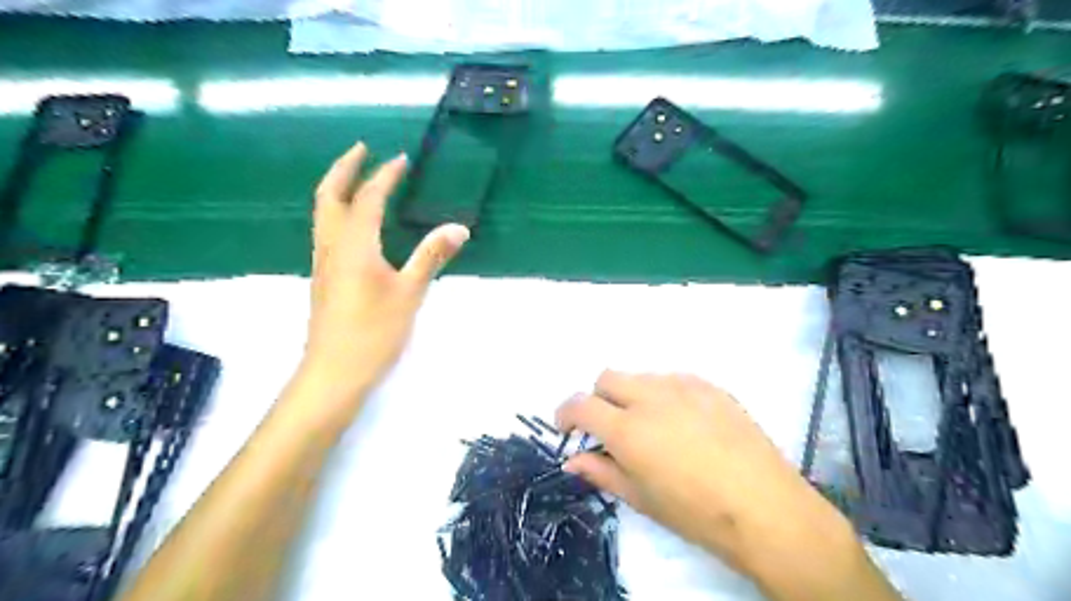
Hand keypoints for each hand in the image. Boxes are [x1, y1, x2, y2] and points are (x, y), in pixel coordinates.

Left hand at [301, 140, 469, 417]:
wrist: (334, 373)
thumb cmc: (374, 332)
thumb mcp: (410, 292)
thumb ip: (431, 256)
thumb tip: (459, 228)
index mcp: (354, 244)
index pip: (368, 198)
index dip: (385, 176)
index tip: (401, 159)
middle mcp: (332, 246)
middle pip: (329, 195)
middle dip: (344, 168)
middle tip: (362, 149)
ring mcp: (323, 262)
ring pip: (323, 213)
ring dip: (337, 187)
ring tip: (358, 178)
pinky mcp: (324, 278)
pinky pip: (327, 230)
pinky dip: (338, 211)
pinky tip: (355, 223)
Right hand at [557, 370, 897, 599]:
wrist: (765, 507)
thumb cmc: (696, 512)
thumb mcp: (641, 498)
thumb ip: (601, 472)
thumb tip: (573, 459)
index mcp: (628, 428)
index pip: (580, 404)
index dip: (566, 413)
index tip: (567, 428)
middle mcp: (650, 396)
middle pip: (607, 378)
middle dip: (599, 399)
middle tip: (610, 427)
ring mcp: (683, 386)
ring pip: (641, 376)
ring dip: (633, 395)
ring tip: (652, 427)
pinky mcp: (710, 385)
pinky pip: (674, 379)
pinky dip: (664, 394)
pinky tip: (683, 422)